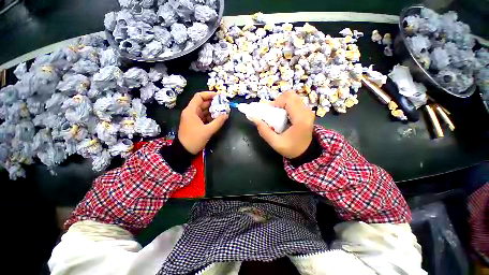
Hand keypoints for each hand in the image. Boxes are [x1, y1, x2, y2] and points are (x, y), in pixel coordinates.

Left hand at [178, 92, 228, 153]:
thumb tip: (226, 114)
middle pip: (202, 103)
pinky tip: (217, 118)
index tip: (219, 96)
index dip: (209, 94)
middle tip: (224, 105)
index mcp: (191, 111)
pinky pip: (203, 116)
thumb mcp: (208, 131)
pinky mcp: (195, 123)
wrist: (184, 151)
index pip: (199, 96)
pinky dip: (210, 116)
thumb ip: (218, 122)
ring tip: (222, 111)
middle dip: (213, 103)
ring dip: (213, 110)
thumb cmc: (194, 139)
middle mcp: (191, 112)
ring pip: (204, 110)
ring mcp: (193, 118)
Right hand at [251, 91, 314, 158]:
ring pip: (292, 97)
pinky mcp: (306, 111)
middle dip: (278, 101)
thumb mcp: (275, 143)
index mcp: (300, 118)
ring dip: (281, 102)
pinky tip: (283, 115)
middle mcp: (306, 111)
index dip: (276, 103)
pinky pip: (294, 101)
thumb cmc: (292, 149)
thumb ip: (264, 131)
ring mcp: (308, 110)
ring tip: (277, 113)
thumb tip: (255, 118)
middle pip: (290, 95)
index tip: (270, 113)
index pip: (288, 99)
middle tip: (273, 112)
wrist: (306, 152)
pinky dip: (286, 105)